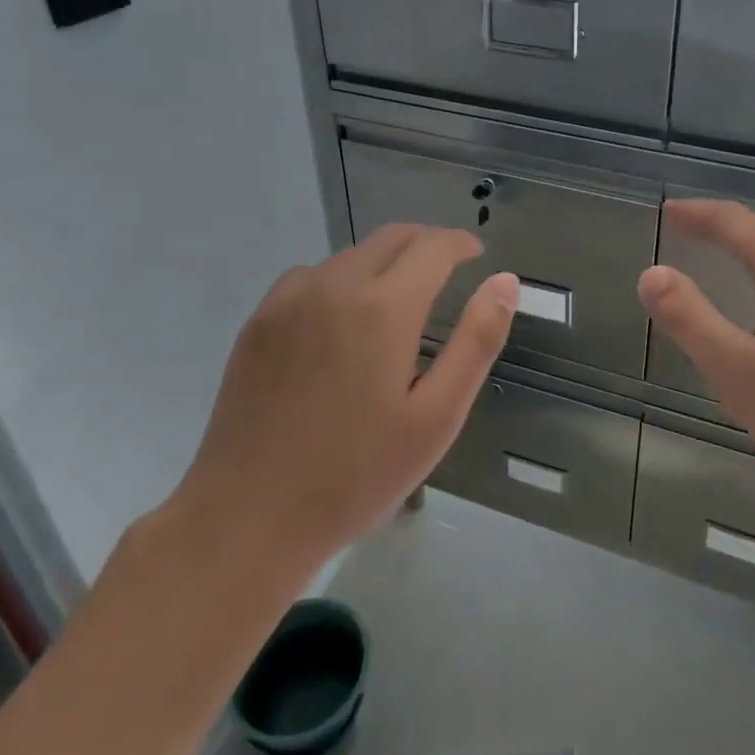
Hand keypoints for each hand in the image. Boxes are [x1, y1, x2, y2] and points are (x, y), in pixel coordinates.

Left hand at [169, 224, 517, 572]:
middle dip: (426, 243)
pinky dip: (342, 281)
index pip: (432, 246)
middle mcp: (334, 285)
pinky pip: (312, 278)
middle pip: (390, 238)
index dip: (460, 243)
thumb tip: (504, 280)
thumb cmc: (357, 474)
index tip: (477, 254)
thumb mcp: (437, 416)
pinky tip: (343, 323)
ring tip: (400, 302)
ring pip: (350, 256)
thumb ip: (476, 341)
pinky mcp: (259, 321)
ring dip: (384, 262)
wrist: (249, 516)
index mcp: (383, 307)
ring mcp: (288, 300)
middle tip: (449, 269)